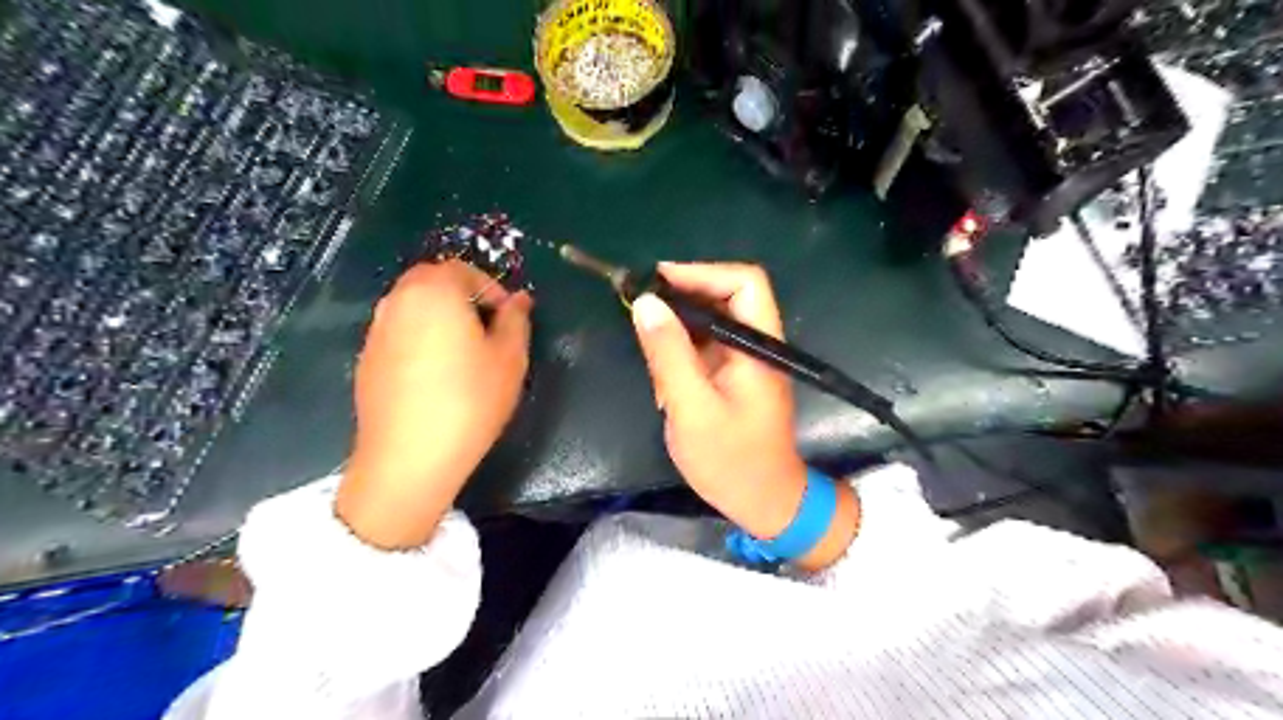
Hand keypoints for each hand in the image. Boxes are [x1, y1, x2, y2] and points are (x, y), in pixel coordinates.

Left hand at [334, 262, 530, 547]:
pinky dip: (419, 338)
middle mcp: (397, 302)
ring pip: (412, 307)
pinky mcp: (366, 360)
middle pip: (431, 281)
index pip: (462, 269)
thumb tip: (519, 299)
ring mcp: (376, 331)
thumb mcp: (509, 359)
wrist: (409, 458)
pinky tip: (436, 376)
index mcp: (433, 292)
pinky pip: (398, 333)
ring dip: (440, 316)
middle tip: (488, 330)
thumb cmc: (469, 401)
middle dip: (463, 296)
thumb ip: (516, 320)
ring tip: (464, 354)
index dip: (491, 288)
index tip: (508, 317)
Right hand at [631, 261, 861, 570]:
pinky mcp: (731, 375)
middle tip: (638, 305)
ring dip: (677, 323)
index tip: (656, 282)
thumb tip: (645, 303)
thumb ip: (669, 354)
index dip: (702, 273)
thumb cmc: (731, 460)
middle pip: (725, 295)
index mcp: (759, 345)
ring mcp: (744, 359)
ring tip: (645, 337)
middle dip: (681, 295)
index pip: (744, 283)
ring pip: (710, 319)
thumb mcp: (692, 408)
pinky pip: (703, 344)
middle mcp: (756, 343)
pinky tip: (660, 369)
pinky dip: (679, 347)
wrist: (762, 502)